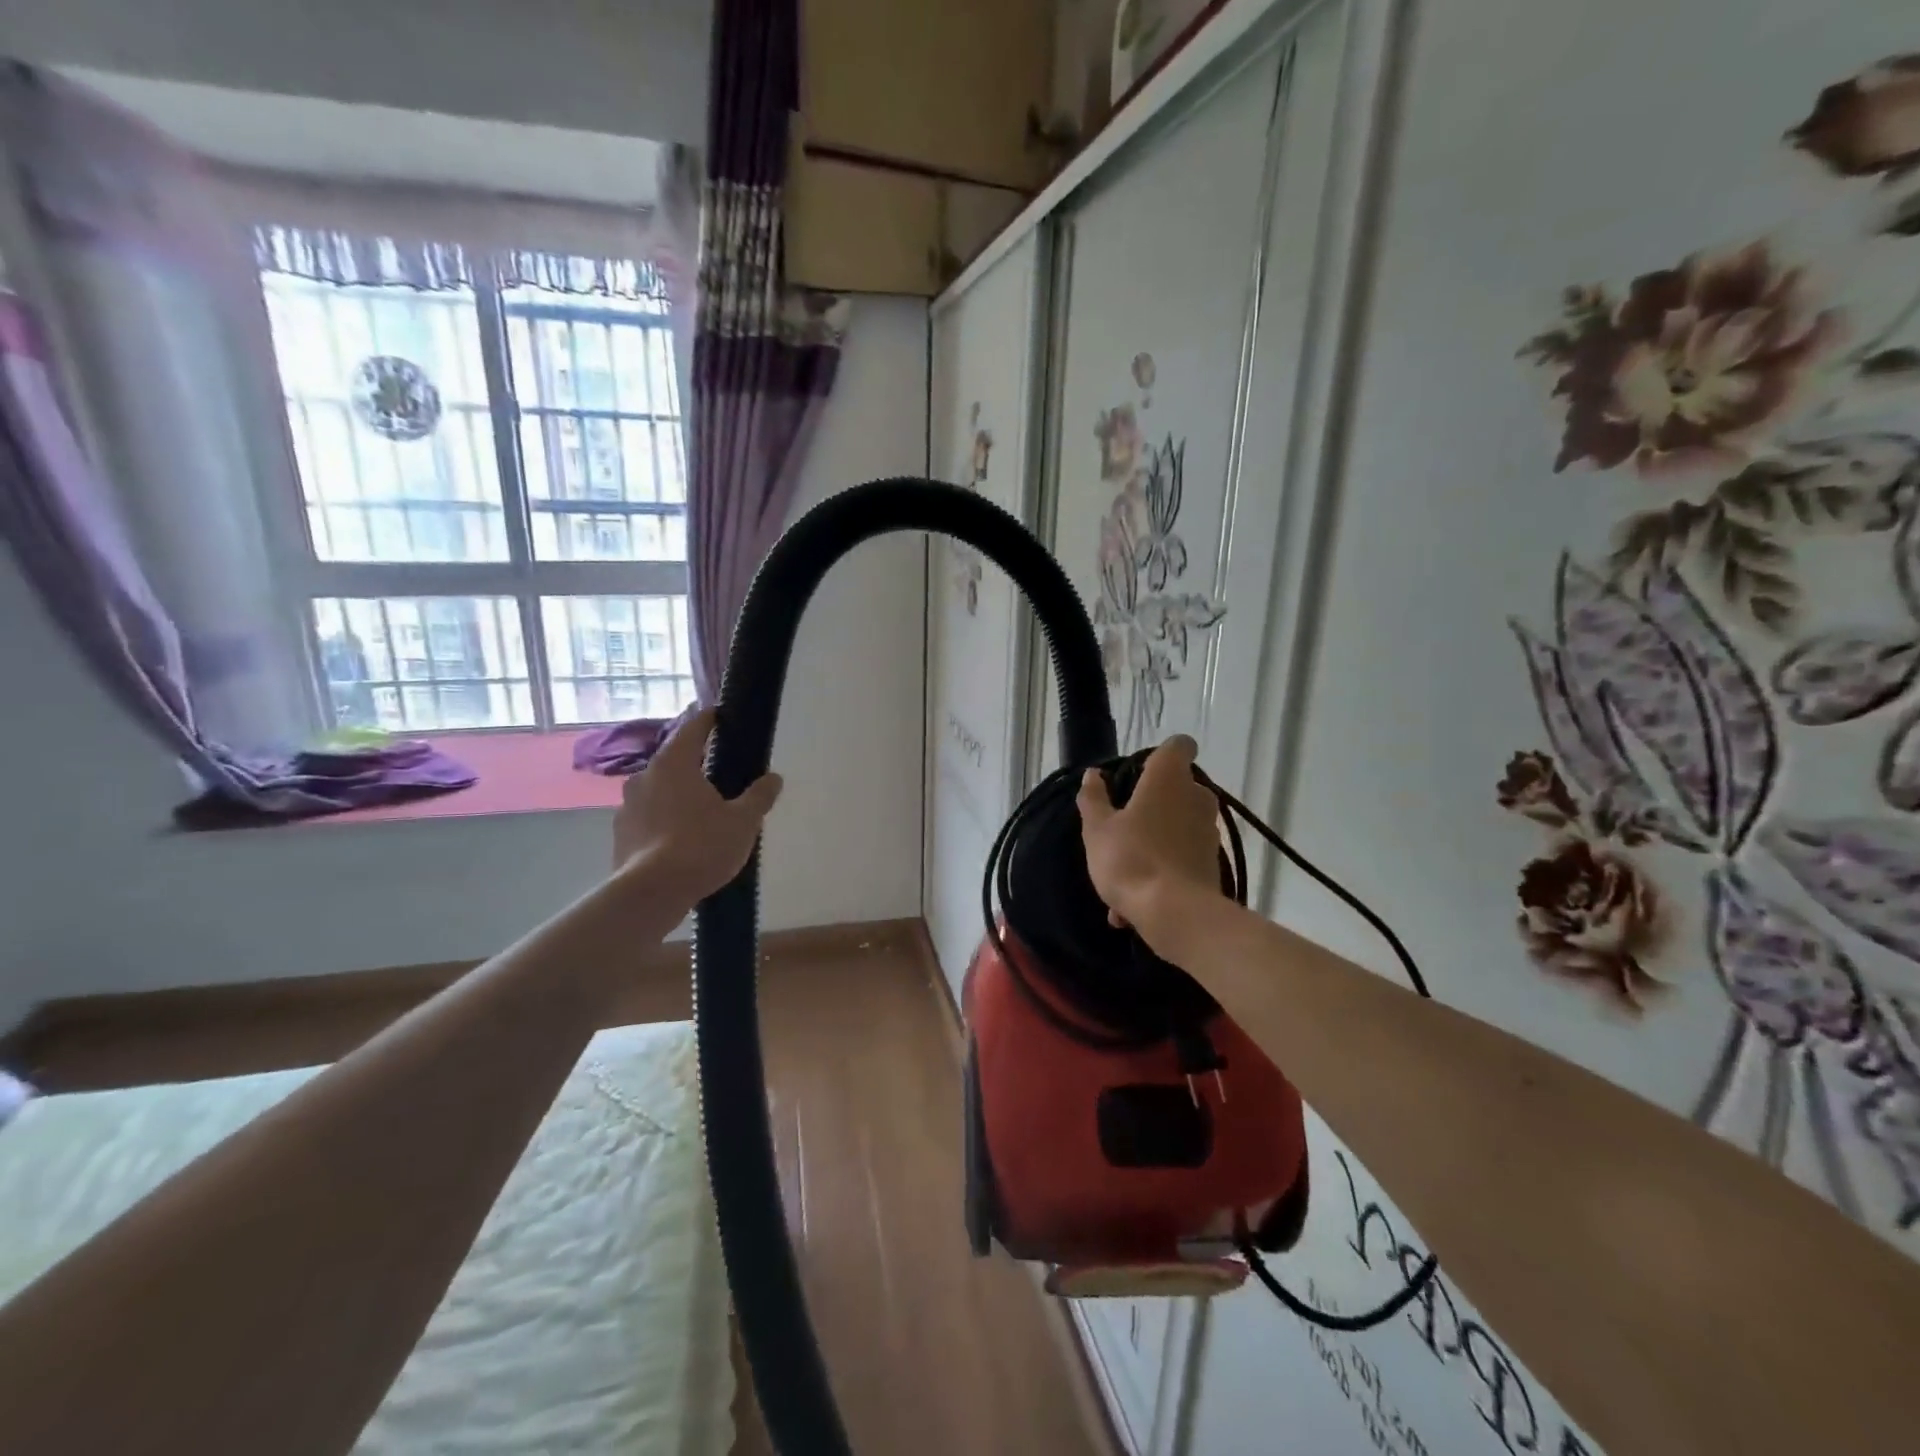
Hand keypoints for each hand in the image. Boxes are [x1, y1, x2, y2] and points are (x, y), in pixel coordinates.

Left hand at [613, 708, 782, 900]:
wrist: (652, 893)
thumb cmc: (702, 846)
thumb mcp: (743, 821)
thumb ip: (759, 796)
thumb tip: (774, 778)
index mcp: (674, 764)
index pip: (693, 728)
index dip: (709, 720)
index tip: (720, 716)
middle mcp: (645, 777)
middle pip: (674, 761)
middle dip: (695, 764)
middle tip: (719, 774)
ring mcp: (627, 806)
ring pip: (659, 791)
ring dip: (678, 795)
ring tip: (701, 812)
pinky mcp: (621, 834)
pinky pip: (648, 818)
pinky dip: (664, 821)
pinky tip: (681, 839)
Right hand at [1077, 735, 1223, 951]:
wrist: (1174, 914)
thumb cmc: (1131, 858)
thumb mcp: (1097, 829)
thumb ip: (1094, 799)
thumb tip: (1093, 774)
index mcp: (1168, 778)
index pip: (1179, 745)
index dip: (1163, 753)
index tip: (1141, 771)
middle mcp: (1196, 797)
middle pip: (1179, 787)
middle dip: (1155, 801)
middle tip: (1124, 824)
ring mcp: (1209, 832)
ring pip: (1178, 826)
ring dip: (1155, 841)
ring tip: (1121, 875)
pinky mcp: (1213, 864)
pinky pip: (1181, 859)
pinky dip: (1161, 872)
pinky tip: (1131, 906)